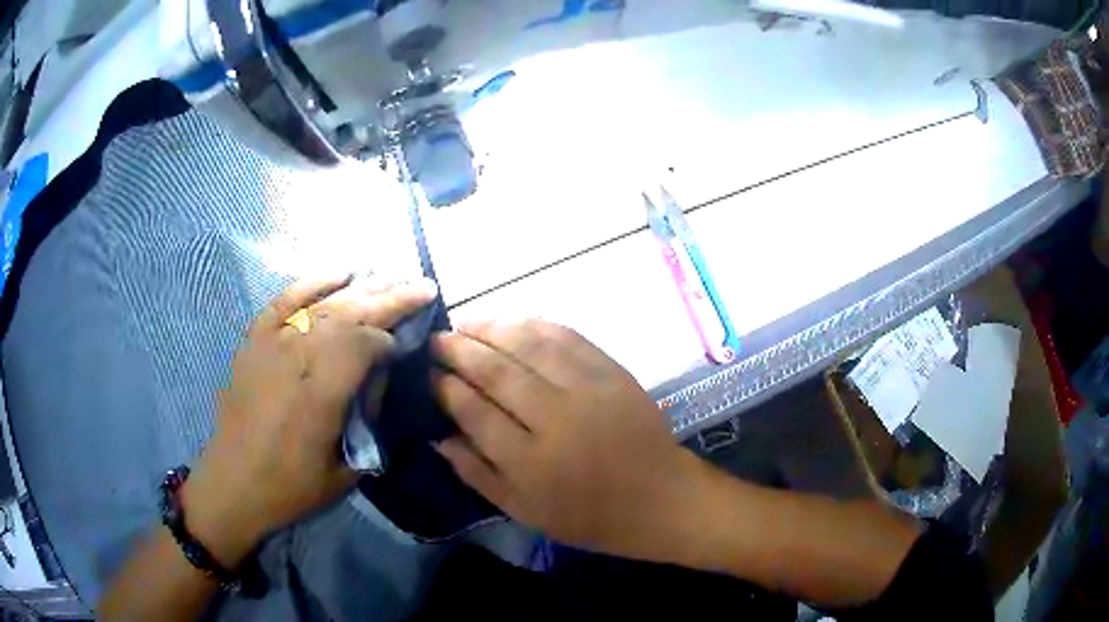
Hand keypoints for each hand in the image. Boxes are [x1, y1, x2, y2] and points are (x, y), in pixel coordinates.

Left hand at [182, 275, 437, 566]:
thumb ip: (366, 418)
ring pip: (323, 304)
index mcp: (321, 393)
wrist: (233, 482)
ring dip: (361, 288)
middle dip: (390, 298)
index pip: (365, 344)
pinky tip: (339, 272)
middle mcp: (297, 356)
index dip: (390, 339)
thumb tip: (381, 376)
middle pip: (349, 313)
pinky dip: (312, 282)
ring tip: (391, 277)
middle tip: (422, 287)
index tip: (404, 346)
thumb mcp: (345, 471)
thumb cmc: (291, 486)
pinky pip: (285, 300)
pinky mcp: (255, 340)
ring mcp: (272, 343)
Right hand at [431, 320, 706, 559]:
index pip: (474, 411)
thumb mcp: (523, 510)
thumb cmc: (587, 515)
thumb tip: (438, 435)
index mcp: (531, 462)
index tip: (426, 373)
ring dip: (491, 328)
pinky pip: (566, 336)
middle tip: (436, 339)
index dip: (445, 387)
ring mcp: (588, 389)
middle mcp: (556, 418)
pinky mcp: (612, 372)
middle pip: (496, 371)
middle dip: (459, 349)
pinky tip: (512, 321)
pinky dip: (534, 324)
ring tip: (465, 322)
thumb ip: (477, 473)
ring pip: (528, 344)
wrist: (658, 497)